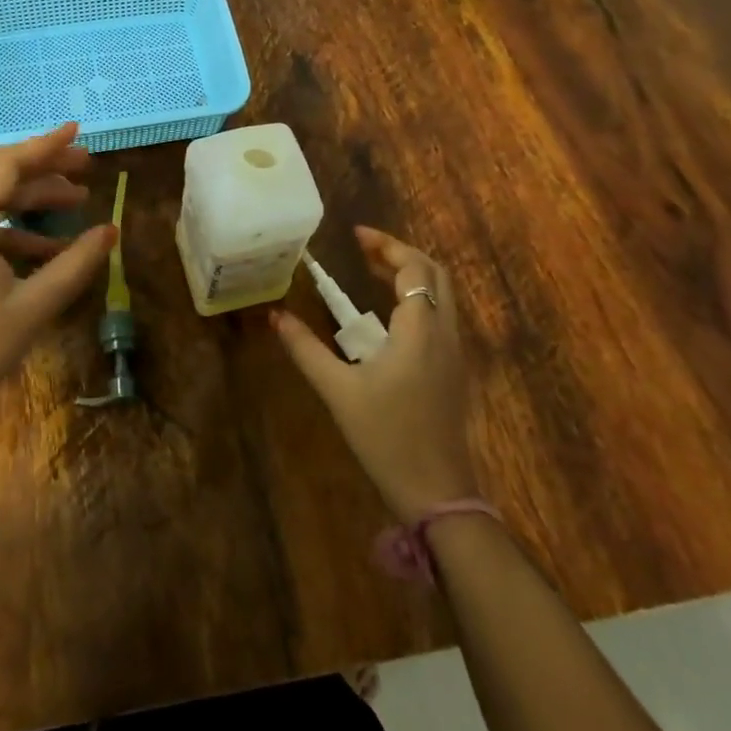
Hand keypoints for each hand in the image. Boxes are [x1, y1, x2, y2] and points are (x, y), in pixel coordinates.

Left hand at [0, 123, 116, 447]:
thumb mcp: (32, 307)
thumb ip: (74, 264)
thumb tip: (111, 231)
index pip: (6, 164)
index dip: (44, 146)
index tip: (76, 131)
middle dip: (40, 167)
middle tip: (84, 167)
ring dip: (28, 195)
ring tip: (75, 201)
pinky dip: (9, 224)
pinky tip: (46, 245)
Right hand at [273, 226, 476, 521]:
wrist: (437, 494)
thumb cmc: (386, 437)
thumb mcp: (338, 391)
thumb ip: (306, 349)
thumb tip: (275, 316)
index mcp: (420, 330)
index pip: (414, 268)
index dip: (387, 245)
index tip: (356, 236)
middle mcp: (444, 333)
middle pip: (435, 274)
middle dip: (401, 254)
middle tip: (364, 250)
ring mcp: (455, 354)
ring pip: (443, 296)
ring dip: (412, 276)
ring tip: (373, 272)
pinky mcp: (454, 371)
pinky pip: (442, 317)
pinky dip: (418, 299)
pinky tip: (389, 315)